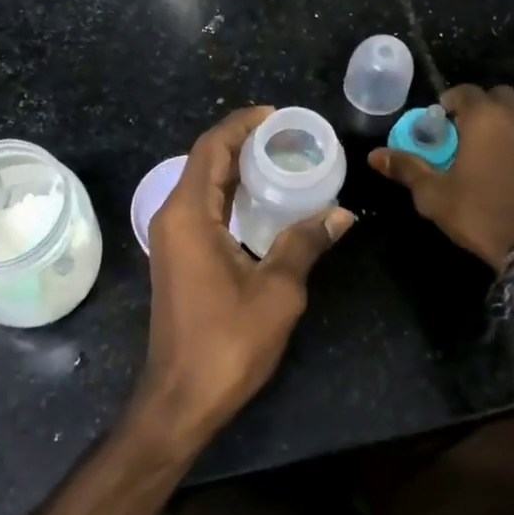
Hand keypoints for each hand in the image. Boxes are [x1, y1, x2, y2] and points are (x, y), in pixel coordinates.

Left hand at [136, 107, 353, 451]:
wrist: (180, 398)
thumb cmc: (227, 343)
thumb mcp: (277, 291)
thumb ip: (305, 244)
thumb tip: (341, 213)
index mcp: (188, 214)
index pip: (211, 148)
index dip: (241, 124)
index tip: (276, 115)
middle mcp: (173, 216)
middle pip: (205, 160)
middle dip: (242, 141)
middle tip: (287, 135)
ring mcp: (172, 237)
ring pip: (203, 183)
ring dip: (236, 166)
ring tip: (281, 158)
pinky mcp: (178, 255)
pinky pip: (204, 207)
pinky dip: (231, 193)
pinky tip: (263, 199)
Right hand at [369, 84, 513, 270]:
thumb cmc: (478, 214)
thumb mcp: (433, 194)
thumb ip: (406, 168)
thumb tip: (374, 155)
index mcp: (485, 119)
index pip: (465, 91)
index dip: (449, 101)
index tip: (439, 121)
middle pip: (499, 96)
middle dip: (481, 107)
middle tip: (464, 132)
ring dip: (504, 125)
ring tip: (488, 153)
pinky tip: (511, 173)